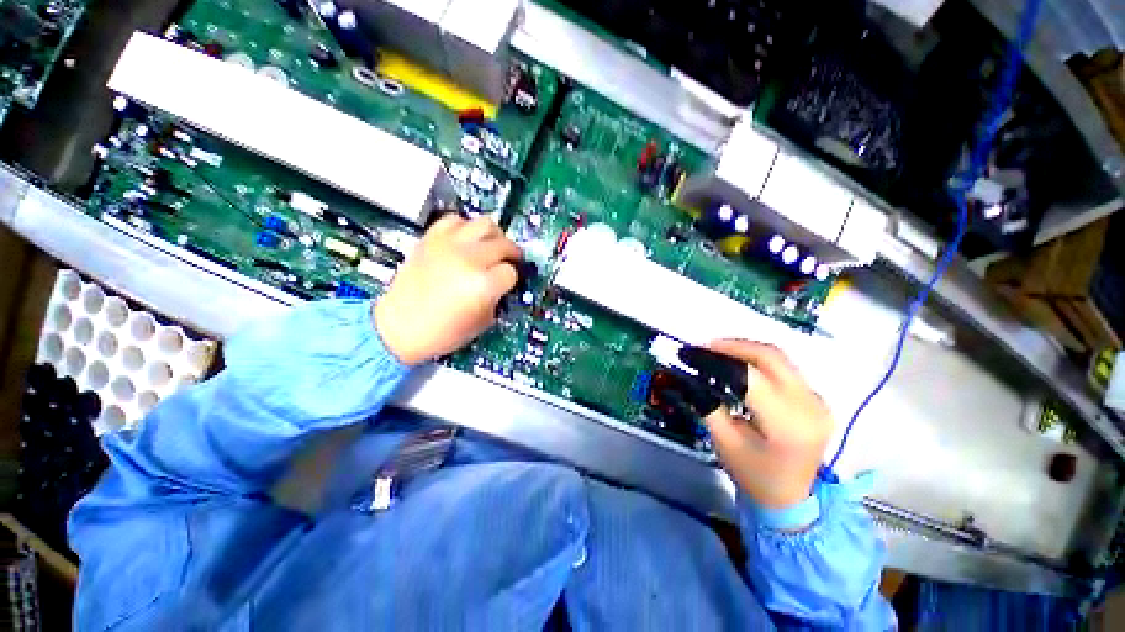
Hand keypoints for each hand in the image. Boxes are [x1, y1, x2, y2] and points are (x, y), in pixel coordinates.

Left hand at [374, 215, 520, 365]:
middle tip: (510, 261)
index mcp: (484, 285)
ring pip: (485, 224)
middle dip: (511, 254)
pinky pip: (455, 220)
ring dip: (494, 235)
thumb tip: (503, 283)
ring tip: (491, 246)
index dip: (512, 280)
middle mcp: (469, 259)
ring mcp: (449, 245)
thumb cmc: (442, 332)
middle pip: (504, 244)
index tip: (507, 284)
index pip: (511, 272)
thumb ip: (497, 298)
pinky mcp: (431, 239)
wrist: (399, 327)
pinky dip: (465, 228)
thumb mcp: (483, 322)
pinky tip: (465, 241)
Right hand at [704, 340, 833, 508]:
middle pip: (770, 357)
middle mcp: (809, 406)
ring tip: (717, 352)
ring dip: (745, 350)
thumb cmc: (754, 475)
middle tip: (705, 347)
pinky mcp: (816, 399)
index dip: (719, 359)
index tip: (692, 353)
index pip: (750, 376)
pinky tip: (740, 365)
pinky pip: (784, 368)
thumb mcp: (724, 442)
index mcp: (787, 423)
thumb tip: (689, 376)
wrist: (791, 499)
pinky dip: (758, 360)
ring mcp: (817, 401)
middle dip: (733, 346)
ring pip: (779, 358)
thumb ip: (708, 405)